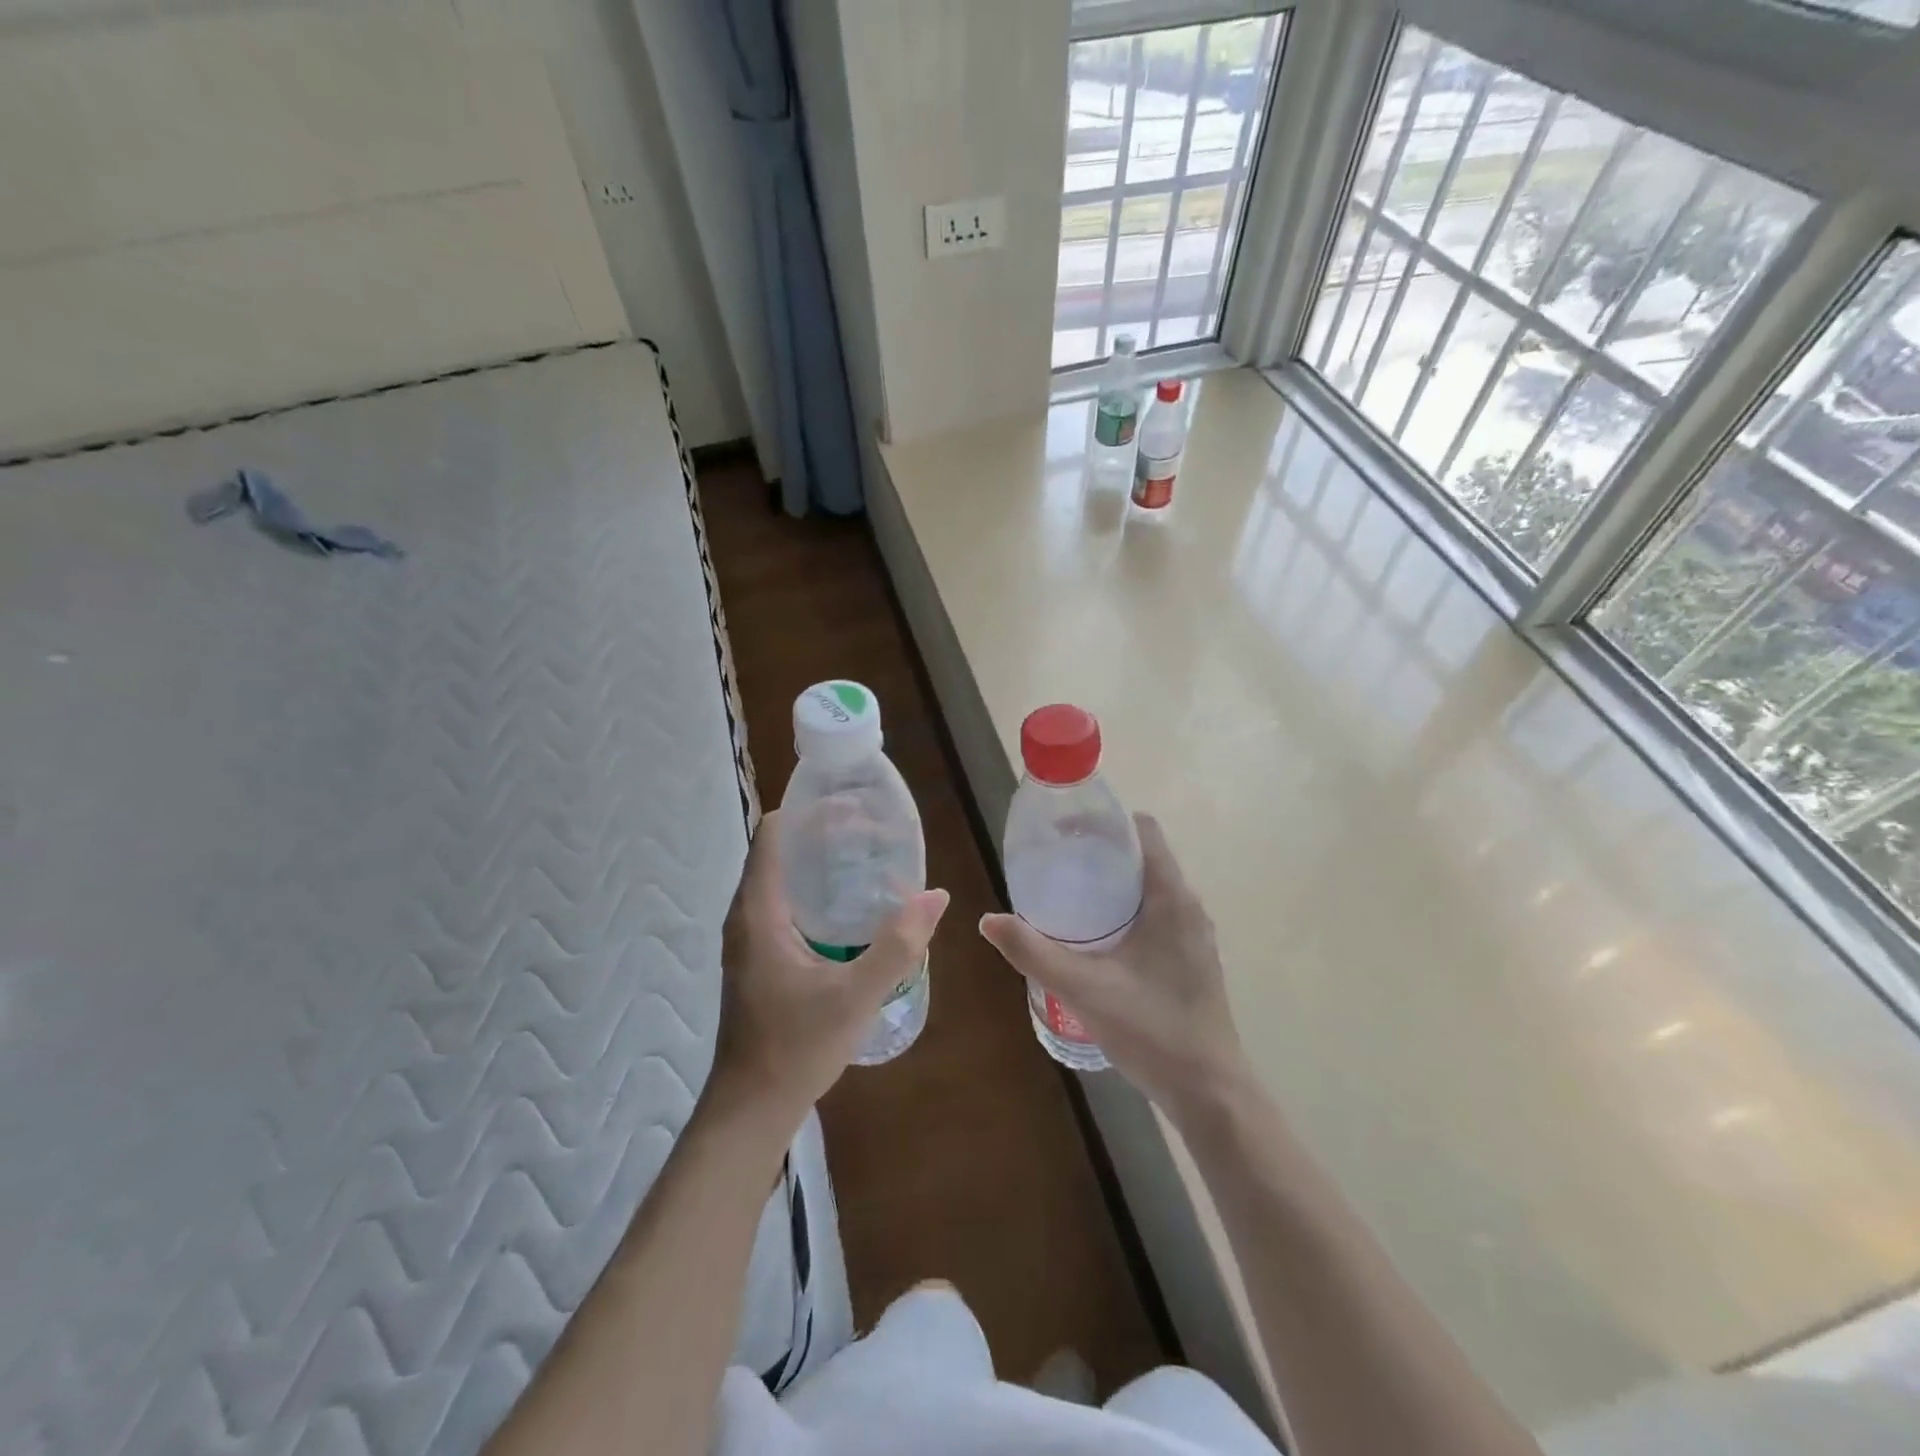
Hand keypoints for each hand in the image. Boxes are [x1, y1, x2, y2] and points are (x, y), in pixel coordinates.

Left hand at [708, 810, 948, 1130]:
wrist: (752, 1108)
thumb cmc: (796, 1047)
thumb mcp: (856, 996)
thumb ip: (899, 945)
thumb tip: (936, 896)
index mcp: (759, 911)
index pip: (775, 833)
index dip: (811, 811)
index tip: (854, 807)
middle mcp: (747, 915)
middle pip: (781, 850)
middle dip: (825, 834)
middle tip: (875, 833)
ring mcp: (750, 937)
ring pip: (783, 878)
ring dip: (821, 863)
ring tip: (870, 860)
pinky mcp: (759, 956)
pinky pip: (785, 903)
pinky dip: (816, 890)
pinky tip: (852, 908)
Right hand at [979, 814, 1244, 1118]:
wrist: (1209, 1092)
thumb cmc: (1151, 1029)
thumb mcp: (1083, 988)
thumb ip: (1033, 952)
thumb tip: (988, 920)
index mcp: (1171, 898)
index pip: (1145, 831)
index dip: (1107, 823)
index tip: (1067, 831)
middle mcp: (1189, 907)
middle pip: (1144, 857)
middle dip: (1101, 854)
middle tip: (1056, 863)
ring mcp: (1194, 934)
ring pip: (1151, 889)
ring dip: (1114, 885)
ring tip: (1068, 895)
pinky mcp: (1192, 958)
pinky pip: (1158, 914)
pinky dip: (1128, 911)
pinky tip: (1096, 938)